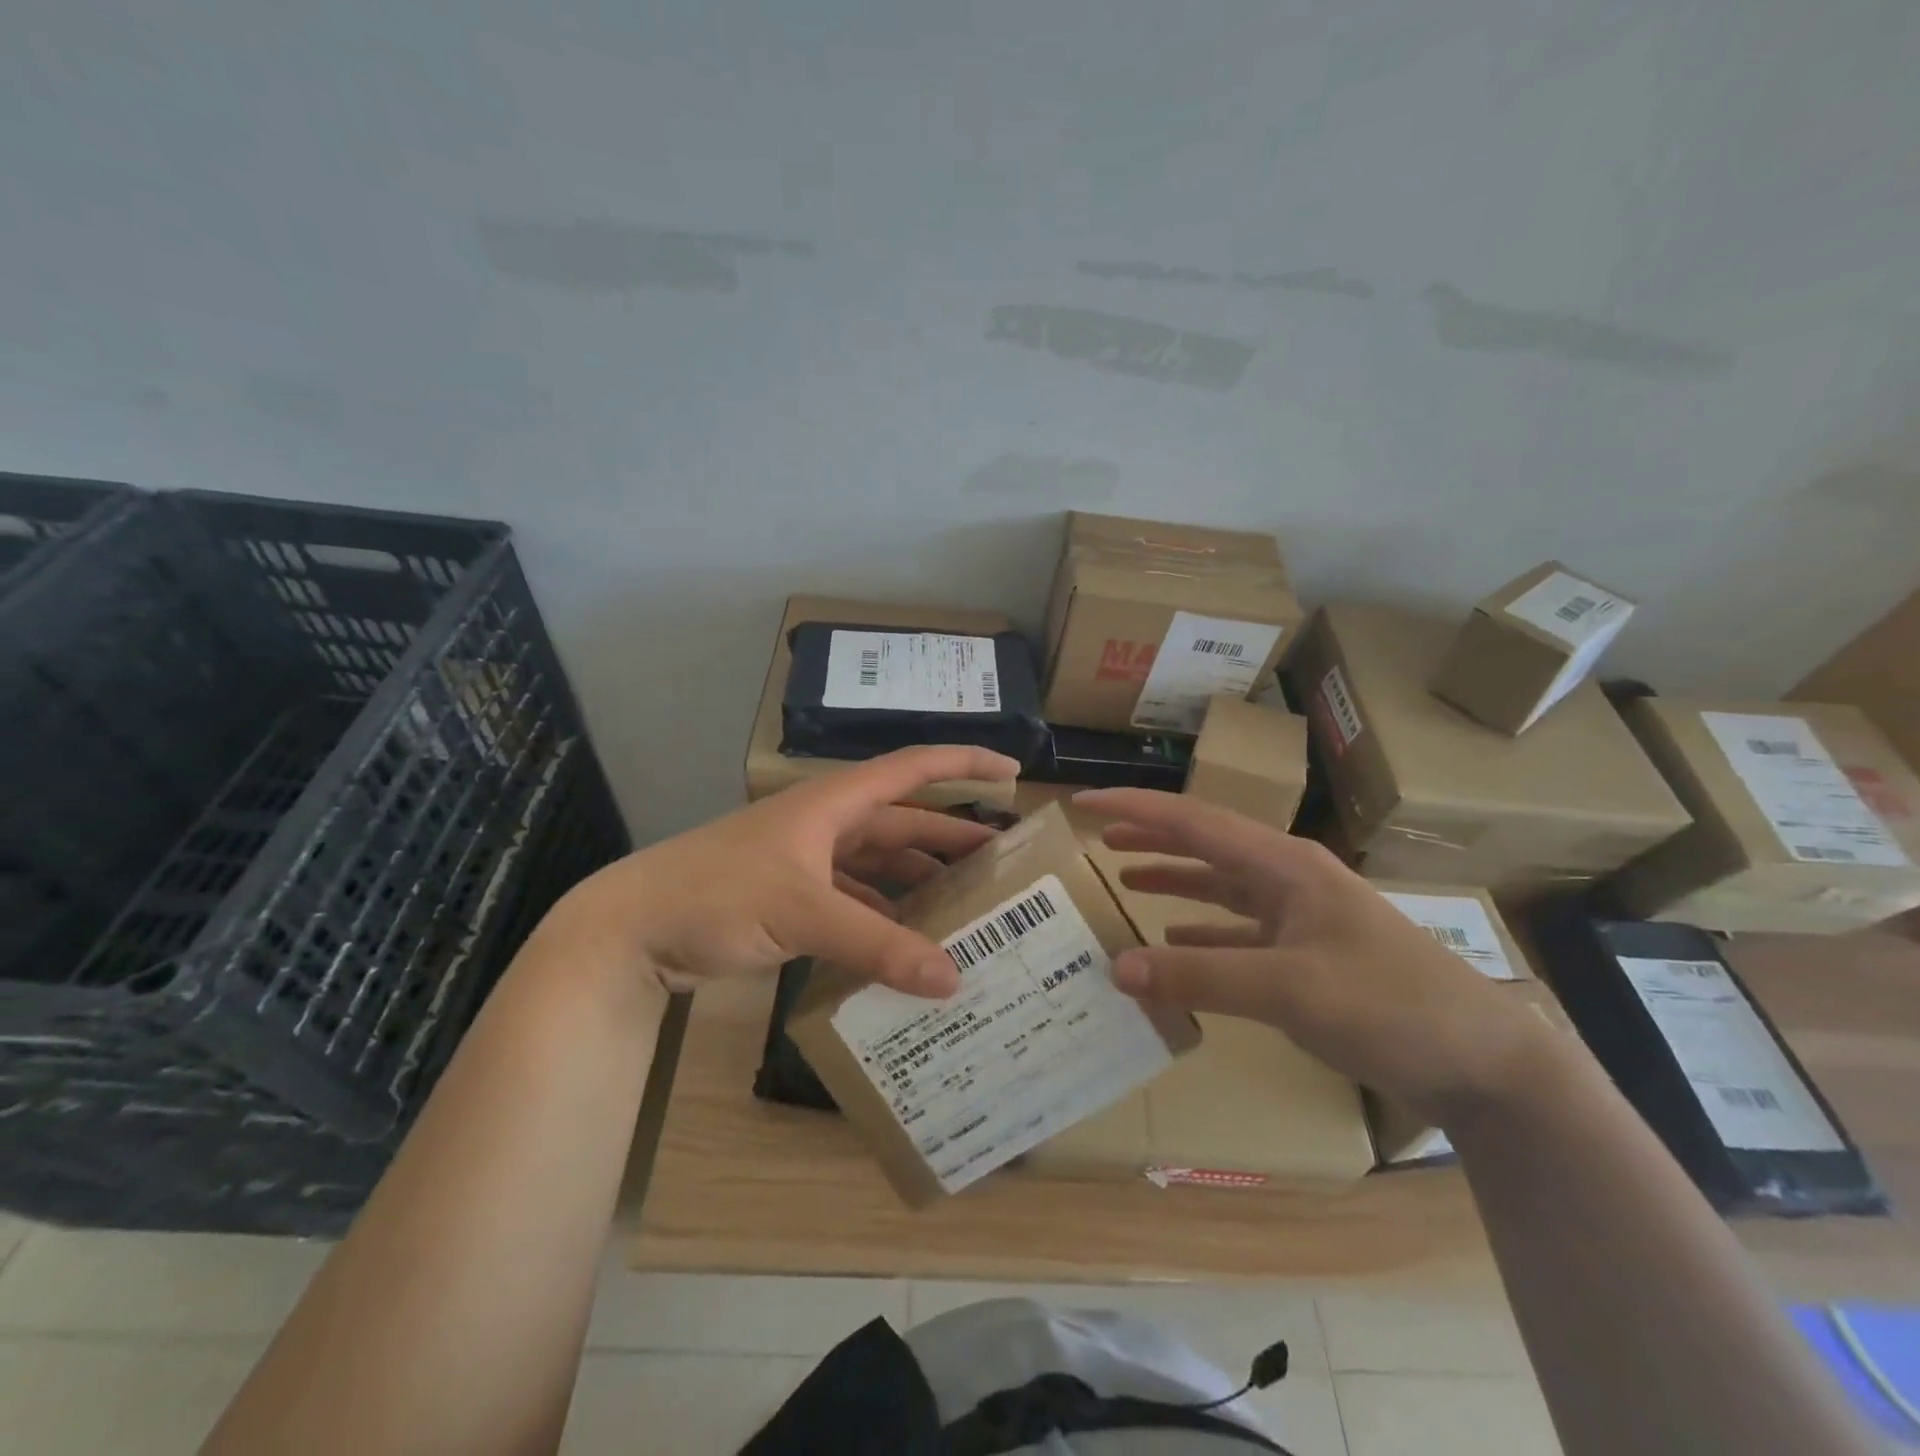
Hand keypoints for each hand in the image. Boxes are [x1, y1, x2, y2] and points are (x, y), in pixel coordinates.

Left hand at [552, 746, 1017, 997]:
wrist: (633, 926)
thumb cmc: (718, 895)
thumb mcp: (803, 914)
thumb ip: (878, 946)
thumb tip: (953, 980)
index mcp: (834, 804)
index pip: (913, 768)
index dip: (964, 762)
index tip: (1013, 770)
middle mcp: (827, 824)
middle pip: (904, 822)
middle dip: (953, 838)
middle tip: (1003, 864)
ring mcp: (808, 861)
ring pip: (881, 863)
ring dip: (919, 881)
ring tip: (965, 908)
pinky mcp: (792, 896)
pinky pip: (855, 898)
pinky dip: (884, 915)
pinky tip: (906, 943)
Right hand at [1074, 788, 1548, 1118]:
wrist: (1485, 1061)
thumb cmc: (1392, 1005)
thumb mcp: (1291, 988)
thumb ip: (1200, 976)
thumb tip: (1117, 967)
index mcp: (1284, 865)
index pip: (1193, 821)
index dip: (1135, 809)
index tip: (1083, 802)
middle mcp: (1288, 880)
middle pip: (1205, 846)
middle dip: (1151, 839)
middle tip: (1098, 841)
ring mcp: (1300, 918)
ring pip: (1220, 887)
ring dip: (1173, 881)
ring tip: (1124, 880)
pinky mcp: (1307, 956)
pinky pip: (1237, 933)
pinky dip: (1201, 933)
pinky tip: (1175, 941)